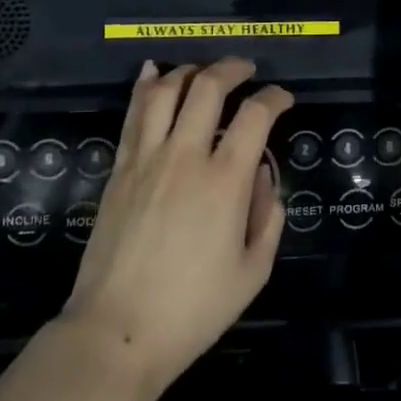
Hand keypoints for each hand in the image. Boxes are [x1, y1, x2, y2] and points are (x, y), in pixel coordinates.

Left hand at [60, 58, 289, 392]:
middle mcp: (186, 156)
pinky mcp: (120, 168)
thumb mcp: (253, 273)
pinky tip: (153, 71)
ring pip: (166, 91)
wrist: (117, 331)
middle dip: (232, 68)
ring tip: (204, 70)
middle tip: (247, 69)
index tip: (283, 98)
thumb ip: (268, 216)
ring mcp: (147, 158)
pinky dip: (145, 86)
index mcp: (225, 181)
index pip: (255, 115)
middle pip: (208, 87)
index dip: (275, 98)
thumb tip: (262, 172)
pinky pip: (133, 113)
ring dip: (189, 70)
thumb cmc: (193, 310)